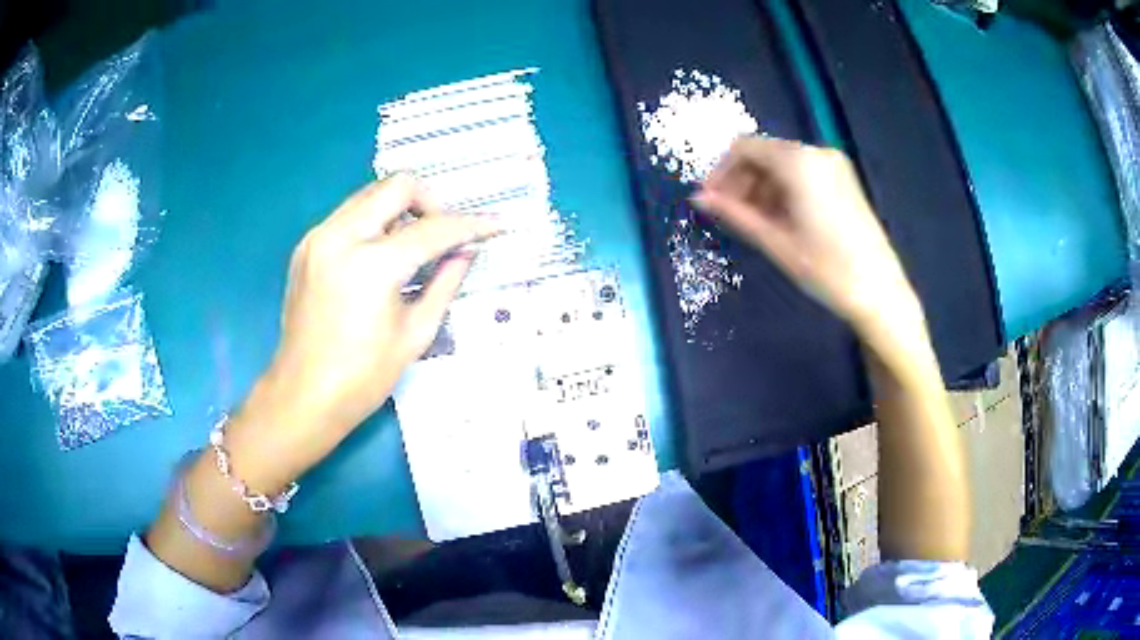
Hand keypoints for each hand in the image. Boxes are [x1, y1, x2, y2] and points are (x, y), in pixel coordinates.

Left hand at [228, 174, 498, 490]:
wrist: (304, 395)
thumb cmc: (363, 377)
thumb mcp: (415, 333)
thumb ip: (445, 282)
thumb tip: (466, 252)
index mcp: (372, 264)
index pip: (433, 229)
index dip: (471, 225)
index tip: (495, 225)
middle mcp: (341, 236)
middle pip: (397, 186)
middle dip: (430, 203)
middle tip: (443, 235)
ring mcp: (318, 238)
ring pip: (370, 195)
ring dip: (399, 211)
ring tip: (412, 247)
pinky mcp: (306, 247)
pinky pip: (348, 216)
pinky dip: (373, 224)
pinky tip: (380, 258)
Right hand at [692, 137, 919, 334]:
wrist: (880, 293)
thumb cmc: (827, 270)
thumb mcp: (776, 242)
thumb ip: (735, 214)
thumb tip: (698, 198)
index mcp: (799, 162)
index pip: (744, 147)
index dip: (721, 171)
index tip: (710, 201)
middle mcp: (817, 152)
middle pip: (764, 153)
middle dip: (741, 180)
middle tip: (728, 214)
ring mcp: (834, 165)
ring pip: (783, 164)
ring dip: (761, 186)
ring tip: (753, 222)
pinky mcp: (843, 180)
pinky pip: (802, 173)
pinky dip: (784, 190)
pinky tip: (780, 219)